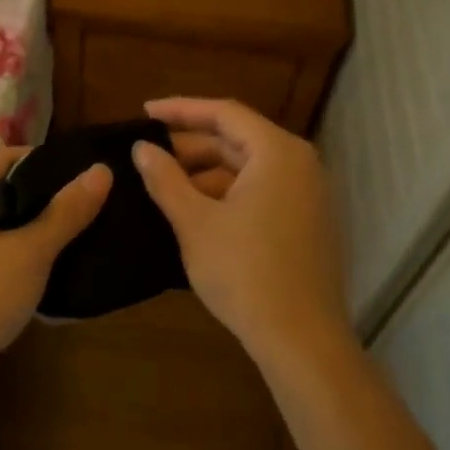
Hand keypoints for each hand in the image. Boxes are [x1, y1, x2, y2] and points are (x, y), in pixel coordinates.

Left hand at [0, 147, 111, 381]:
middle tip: (92, 210)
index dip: (50, 162)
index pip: (9, 156)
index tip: (89, 176)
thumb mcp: (29, 252)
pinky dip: (21, 262)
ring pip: (1, 229)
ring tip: (81, 241)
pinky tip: (52, 277)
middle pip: (5, 192)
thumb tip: (101, 170)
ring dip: (36, 234)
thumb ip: (66, 211)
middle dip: (46, 200)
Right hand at [133, 97, 348, 364]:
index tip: (144, 113)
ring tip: (163, 186)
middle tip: (148, 154)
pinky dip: (227, 195)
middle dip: (191, 146)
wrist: (301, 339)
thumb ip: (165, 179)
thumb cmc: (244, 272)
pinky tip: (194, 212)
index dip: (180, 109)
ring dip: (205, 174)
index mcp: (277, 153)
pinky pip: (261, 192)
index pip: (224, 113)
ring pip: (248, 169)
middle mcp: (300, 165)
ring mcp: (307, 196)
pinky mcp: (307, 224)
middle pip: (238, 140)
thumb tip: (141, 149)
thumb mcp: (194, 222)